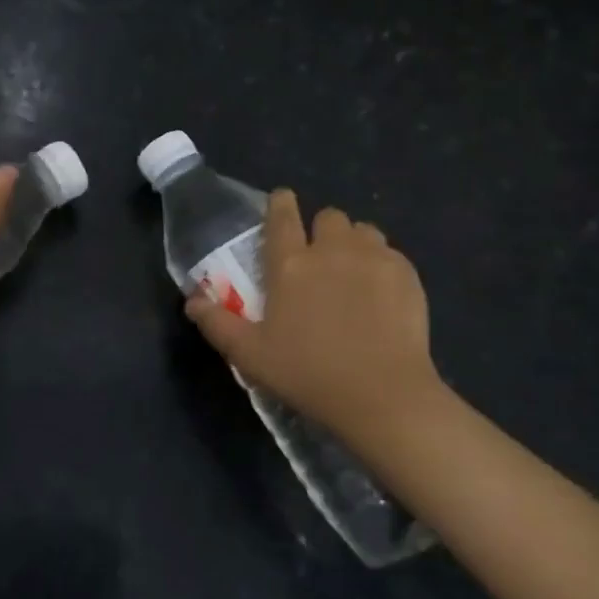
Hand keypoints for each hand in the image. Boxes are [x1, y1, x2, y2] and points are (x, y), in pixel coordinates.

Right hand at [183, 189, 452, 455]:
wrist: (383, 396)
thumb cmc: (308, 374)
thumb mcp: (251, 355)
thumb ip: (217, 323)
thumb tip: (192, 300)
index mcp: (290, 264)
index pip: (281, 215)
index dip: (280, 203)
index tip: (282, 203)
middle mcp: (331, 250)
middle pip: (328, 216)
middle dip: (322, 229)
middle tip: (320, 258)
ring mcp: (373, 259)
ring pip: (363, 230)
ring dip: (354, 243)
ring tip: (354, 272)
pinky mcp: (406, 274)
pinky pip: (391, 253)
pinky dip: (383, 264)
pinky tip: (382, 294)